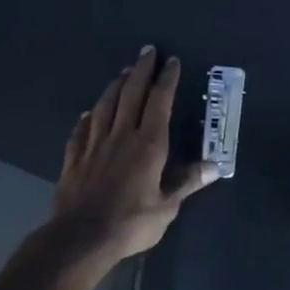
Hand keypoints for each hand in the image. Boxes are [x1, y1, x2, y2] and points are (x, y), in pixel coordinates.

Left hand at [53, 47, 217, 263]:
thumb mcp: (167, 206)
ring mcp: (94, 146)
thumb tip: (215, 165)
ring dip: (115, 87)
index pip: (159, 103)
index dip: (166, 80)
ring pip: (105, 107)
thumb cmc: (131, 222)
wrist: (80, 238)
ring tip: (122, 72)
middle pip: (131, 95)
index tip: (171, 61)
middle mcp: (121, 136)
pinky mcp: (74, 160)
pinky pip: (80, 133)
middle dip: (141, 71)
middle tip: (147, 51)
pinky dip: (86, 119)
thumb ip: (187, 182)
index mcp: (148, 144)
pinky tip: (87, 113)